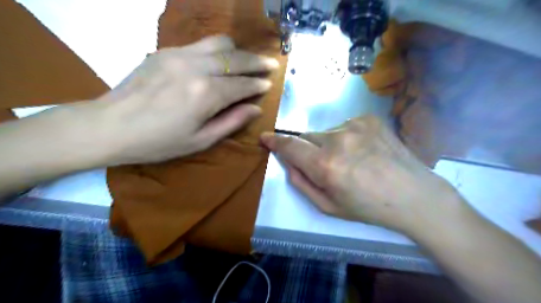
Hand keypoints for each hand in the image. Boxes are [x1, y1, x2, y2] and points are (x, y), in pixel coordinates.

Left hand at [99, 36, 280, 164]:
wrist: (110, 126)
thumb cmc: (158, 142)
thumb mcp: (201, 140)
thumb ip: (231, 122)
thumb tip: (256, 109)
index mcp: (205, 94)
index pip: (242, 85)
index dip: (258, 84)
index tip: (269, 84)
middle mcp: (196, 68)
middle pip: (235, 58)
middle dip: (256, 62)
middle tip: (270, 65)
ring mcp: (178, 55)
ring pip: (218, 43)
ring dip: (238, 51)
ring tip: (246, 61)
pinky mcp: (165, 51)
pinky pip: (199, 45)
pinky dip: (216, 51)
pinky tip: (219, 62)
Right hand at [260, 114, 462, 235]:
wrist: (414, 195)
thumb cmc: (368, 207)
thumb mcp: (328, 206)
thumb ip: (302, 183)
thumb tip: (289, 163)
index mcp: (326, 165)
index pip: (290, 146)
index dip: (275, 142)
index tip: (265, 138)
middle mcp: (337, 139)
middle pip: (306, 137)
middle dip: (308, 150)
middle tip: (324, 165)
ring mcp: (355, 125)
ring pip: (325, 132)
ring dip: (328, 144)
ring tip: (351, 160)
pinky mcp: (368, 118)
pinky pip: (344, 126)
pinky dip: (345, 138)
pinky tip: (363, 151)